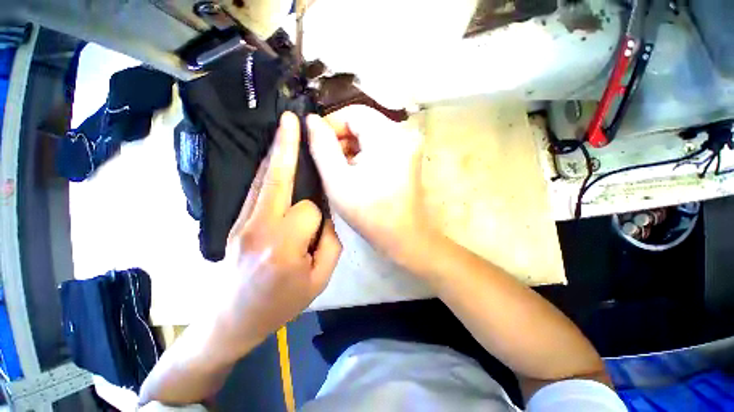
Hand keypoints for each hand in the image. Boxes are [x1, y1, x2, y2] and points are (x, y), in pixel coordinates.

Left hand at [217, 112, 341, 353]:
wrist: (233, 320)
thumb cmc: (281, 304)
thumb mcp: (320, 279)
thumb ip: (331, 242)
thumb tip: (328, 215)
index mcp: (284, 246)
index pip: (310, 211)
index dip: (320, 217)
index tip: (319, 230)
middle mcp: (259, 227)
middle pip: (279, 180)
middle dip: (289, 148)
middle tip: (294, 120)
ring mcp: (242, 221)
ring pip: (263, 179)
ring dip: (276, 152)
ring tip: (285, 128)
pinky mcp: (235, 221)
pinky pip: (255, 189)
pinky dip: (267, 169)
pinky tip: (274, 156)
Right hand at [306, 105, 429, 263]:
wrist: (405, 237)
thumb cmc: (370, 214)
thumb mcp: (337, 181)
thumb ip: (321, 147)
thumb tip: (311, 120)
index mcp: (388, 136)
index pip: (353, 112)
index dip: (331, 125)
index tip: (317, 145)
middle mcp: (403, 134)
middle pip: (363, 122)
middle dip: (342, 139)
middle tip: (329, 163)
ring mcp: (408, 145)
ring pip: (370, 134)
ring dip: (352, 148)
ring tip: (342, 171)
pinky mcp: (407, 156)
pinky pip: (380, 145)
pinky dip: (365, 154)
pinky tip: (357, 173)